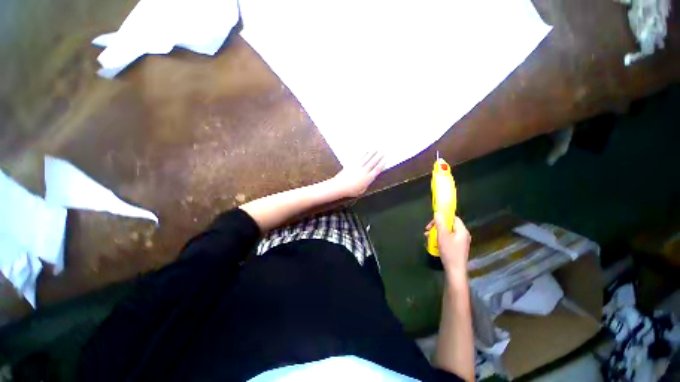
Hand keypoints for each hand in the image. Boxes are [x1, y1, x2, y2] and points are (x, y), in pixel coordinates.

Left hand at [331, 151, 385, 197]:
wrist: (339, 187)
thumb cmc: (350, 191)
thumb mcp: (361, 190)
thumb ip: (366, 184)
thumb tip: (368, 180)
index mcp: (367, 179)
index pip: (377, 170)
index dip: (382, 164)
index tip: (385, 160)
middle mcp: (363, 171)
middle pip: (373, 162)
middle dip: (378, 157)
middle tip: (383, 152)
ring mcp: (357, 167)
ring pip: (366, 159)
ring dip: (372, 154)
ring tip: (375, 150)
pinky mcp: (352, 164)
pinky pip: (359, 158)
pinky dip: (363, 154)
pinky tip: (365, 152)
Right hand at [425, 214, 470, 276]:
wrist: (455, 270)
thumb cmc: (450, 252)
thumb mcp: (442, 236)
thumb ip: (440, 223)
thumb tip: (438, 213)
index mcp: (462, 230)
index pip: (453, 218)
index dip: (443, 217)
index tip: (433, 221)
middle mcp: (463, 234)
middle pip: (449, 225)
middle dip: (437, 226)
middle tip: (428, 230)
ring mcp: (461, 241)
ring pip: (447, 232)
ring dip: (437, 232)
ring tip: (428, 237)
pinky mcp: (457, 247)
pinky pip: (448, 238)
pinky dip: (440, 238)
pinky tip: (433, 243)